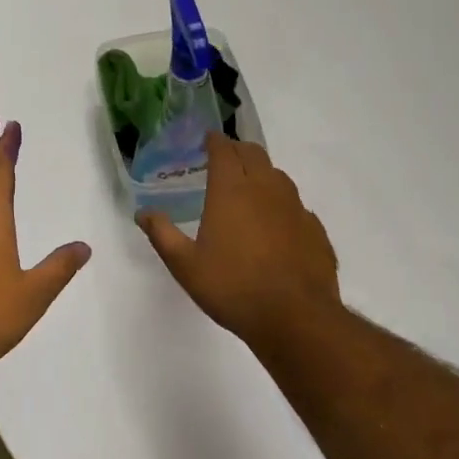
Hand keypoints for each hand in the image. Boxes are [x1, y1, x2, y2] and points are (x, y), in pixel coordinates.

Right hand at [138, 132, 342, 342]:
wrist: (295, 318)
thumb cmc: (232, 287)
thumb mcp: (185, 265)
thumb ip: (162, 234)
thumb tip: (143, 213)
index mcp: (232, 190)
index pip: (224, 150)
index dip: (214, 141)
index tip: (207, 140)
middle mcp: (266, 189)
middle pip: (254, 154)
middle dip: (238, 150)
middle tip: (224, 160)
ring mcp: (295, 208)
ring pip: (278, 176)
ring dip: (261, 174)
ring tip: (248, 189)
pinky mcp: (315, 229)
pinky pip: (296, 205)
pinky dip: (282, 205)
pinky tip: (276, 225)